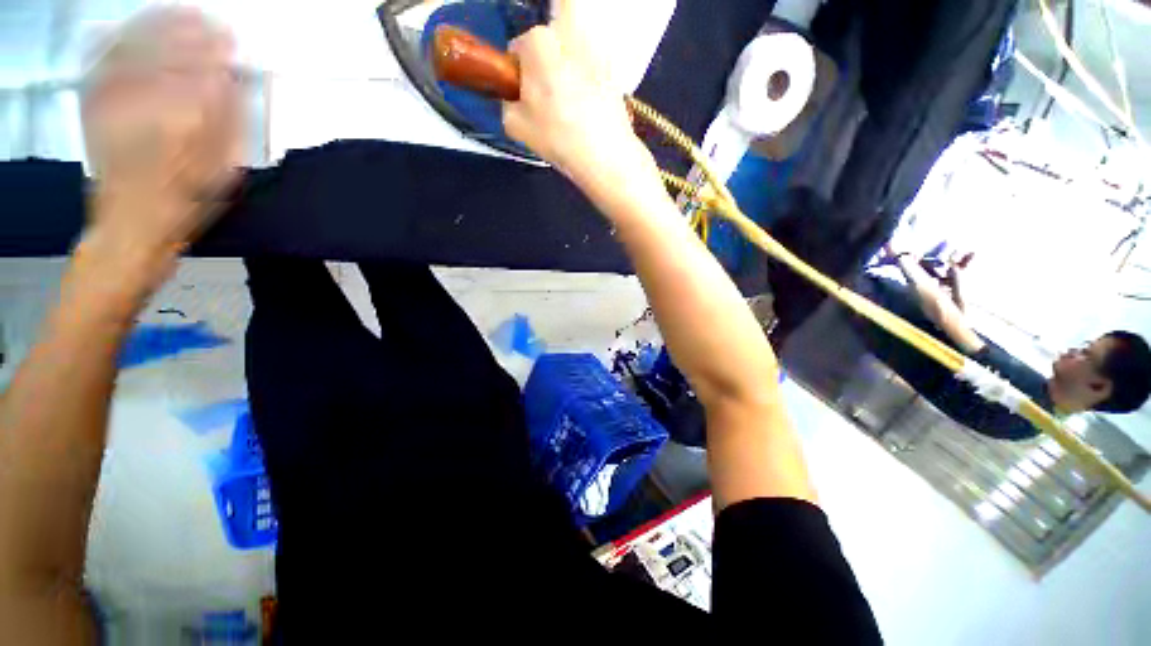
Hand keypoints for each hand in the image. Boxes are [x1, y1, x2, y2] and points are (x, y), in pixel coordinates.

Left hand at [82, 7, 242, 258]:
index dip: (213, 47)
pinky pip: (99, 63)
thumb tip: (232, 81)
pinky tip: (122, 30)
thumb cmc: (184, 201)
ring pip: (129, 50)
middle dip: (185, 30)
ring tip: (174, 13)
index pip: (197, 68)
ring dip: (152, 27)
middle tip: (203, 17)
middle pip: (163, 51)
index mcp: (180, 119)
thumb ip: (228, 124)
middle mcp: (143, 101)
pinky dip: (111, 41)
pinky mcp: (94, 105)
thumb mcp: (222, 171)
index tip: (228, 35)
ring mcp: (113, 100)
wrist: (130, 223)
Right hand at [502, 25, 648, 186]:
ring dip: (567, 73)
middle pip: (547, 46)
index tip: (527, 99)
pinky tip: (588, 111)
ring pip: (572, 55)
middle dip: (545, 67)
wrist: (604, 155)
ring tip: (570, 108)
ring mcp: (595, 50)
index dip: (520, 76)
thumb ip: (508, 102)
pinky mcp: (613, 71)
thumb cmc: (556, 137)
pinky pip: (591, 71)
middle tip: (548, 101)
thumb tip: (517, 97)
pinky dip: (587, 85)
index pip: (518, 50)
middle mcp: (567, 35)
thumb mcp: (514, 125)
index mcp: (538, 42)